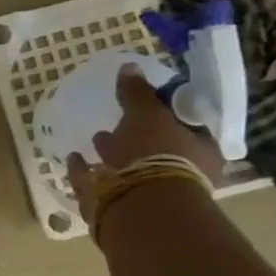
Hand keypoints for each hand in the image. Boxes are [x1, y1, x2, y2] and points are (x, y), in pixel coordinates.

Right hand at [67, 65, 225, 219]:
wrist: (138, 207)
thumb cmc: (156, 155)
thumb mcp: (148, 114)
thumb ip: (138, 93)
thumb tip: (130, 67)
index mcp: (201, 153)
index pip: (188, 126)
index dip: (170, 112)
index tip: (150, 101)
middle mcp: (180, 175)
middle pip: (159, 149)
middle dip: (139, 136)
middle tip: (121, 120)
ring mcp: (149, 194)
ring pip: (130, 168)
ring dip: (113, 154)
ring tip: (96, 138)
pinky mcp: (118, 207)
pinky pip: (99, 182)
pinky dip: (86, 170)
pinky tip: (74, 157)